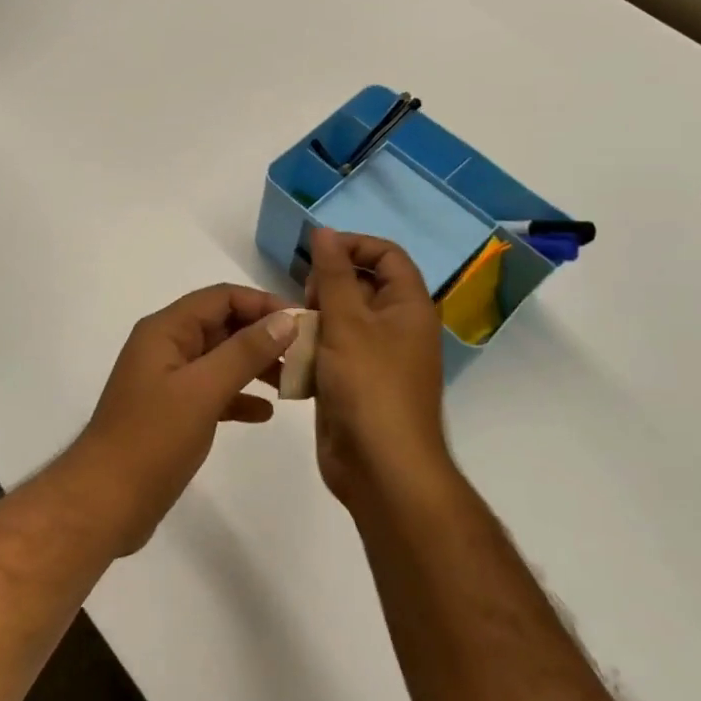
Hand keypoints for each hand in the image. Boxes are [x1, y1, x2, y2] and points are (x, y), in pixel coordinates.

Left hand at [58, 285, 297, 553]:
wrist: (105, 502)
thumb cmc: (152, 439)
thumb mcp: (203, 390)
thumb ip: (245, 351)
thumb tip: (286, 318)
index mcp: (166, 330)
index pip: (221, 298)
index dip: (263, 304)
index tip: (304, 323)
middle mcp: (166, 347)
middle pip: (222, 326)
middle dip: (264, 335)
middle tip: (308, 355)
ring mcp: (168, 380)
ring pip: (220, 359)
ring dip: (255, 366)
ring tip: (295, 383)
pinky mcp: (172, 411)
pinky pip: (213, 391)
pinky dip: (239, 397)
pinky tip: (265, 413)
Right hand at [307, 229, 451, 510]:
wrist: (380, 469)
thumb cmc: (369, 386)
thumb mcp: (347, 322)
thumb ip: (332, 274)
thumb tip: (324, 232)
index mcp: (408, 308)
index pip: (387, 256)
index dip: (354, 246)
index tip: (317, 254)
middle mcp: (396, 328)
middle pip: (362, 285)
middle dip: (327, 284)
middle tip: (305, 300)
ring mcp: (375, 357)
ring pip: (341, 319)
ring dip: (314, 318)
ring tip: (295, 329)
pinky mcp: (354, 382)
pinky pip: (331, 350)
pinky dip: (311, 348)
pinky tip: (291, 357)